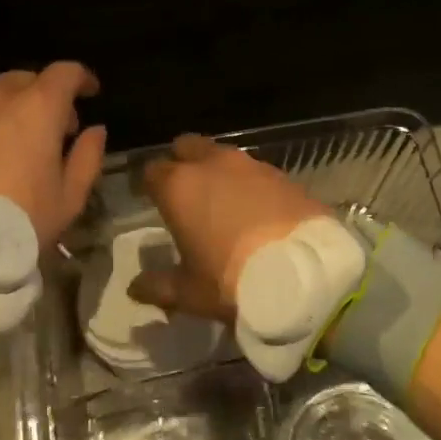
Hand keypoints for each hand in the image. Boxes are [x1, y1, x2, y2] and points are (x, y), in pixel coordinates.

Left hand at [0, 63, 106, 246]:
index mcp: (37, 107)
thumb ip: (87, 158)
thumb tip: (95, 131)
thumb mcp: (68, 199)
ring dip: (10, 109)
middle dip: (45, 96)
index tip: (90, 93)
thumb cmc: (17, 221)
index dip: (81, 79)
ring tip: (14, 143)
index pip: (65, 73)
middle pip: (26, 80)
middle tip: (54, 129)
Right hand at [127, 134, 330, 319]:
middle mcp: (213, 164)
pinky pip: (257, 172)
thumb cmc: (232, 282)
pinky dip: (251, 185)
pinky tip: (258, 210)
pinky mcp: (284, 175)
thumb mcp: (188, 293)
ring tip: (224, 202)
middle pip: (188, 147)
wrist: (305, 275)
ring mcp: (252, 165)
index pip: (152, 170)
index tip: (152, 200)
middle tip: (186, 192)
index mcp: (179, 186)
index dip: (150, 185)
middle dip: (183, 162)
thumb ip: (157, 286)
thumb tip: (135, 287)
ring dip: (219, 172)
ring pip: (224, 156)